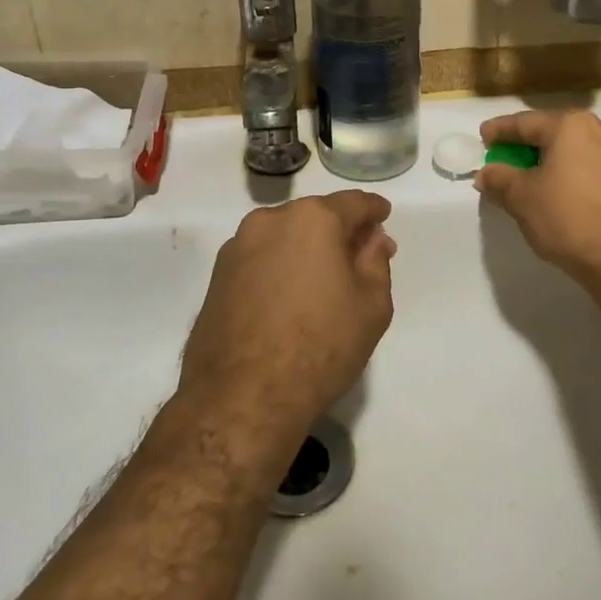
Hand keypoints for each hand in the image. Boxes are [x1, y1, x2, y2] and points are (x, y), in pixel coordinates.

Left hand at [178, 191, 396, 454]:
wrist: (242, 396)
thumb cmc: (320, 347)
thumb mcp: (371, 306)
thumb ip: (375, 262)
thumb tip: (372, 240)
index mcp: (313, 219)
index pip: (353, 203)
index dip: (373, 211)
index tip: (383, 217)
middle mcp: (271, 220)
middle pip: (315, 216)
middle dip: (339, 231)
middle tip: (359, 256)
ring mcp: (238, 246)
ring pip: (284, 236)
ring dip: (306, 248)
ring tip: (323, 280)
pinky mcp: (217, 275)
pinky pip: (261, 258)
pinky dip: (279, 266)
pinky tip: (289, 296)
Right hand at [476, 111, 600, 290]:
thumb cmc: (570, 219)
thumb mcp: (522, 199)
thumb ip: (499, 179)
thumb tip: (486, 173)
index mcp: (570, 126)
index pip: (525, 122)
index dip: (500, 130)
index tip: (483, 136)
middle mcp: (600, 130)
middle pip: (552, 132)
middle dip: (526, 145)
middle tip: (503, 158)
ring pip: (574, 150)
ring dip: (550, 160)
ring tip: (531, 178)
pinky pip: (592, 166)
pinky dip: (571, 173)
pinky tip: (561, 192)